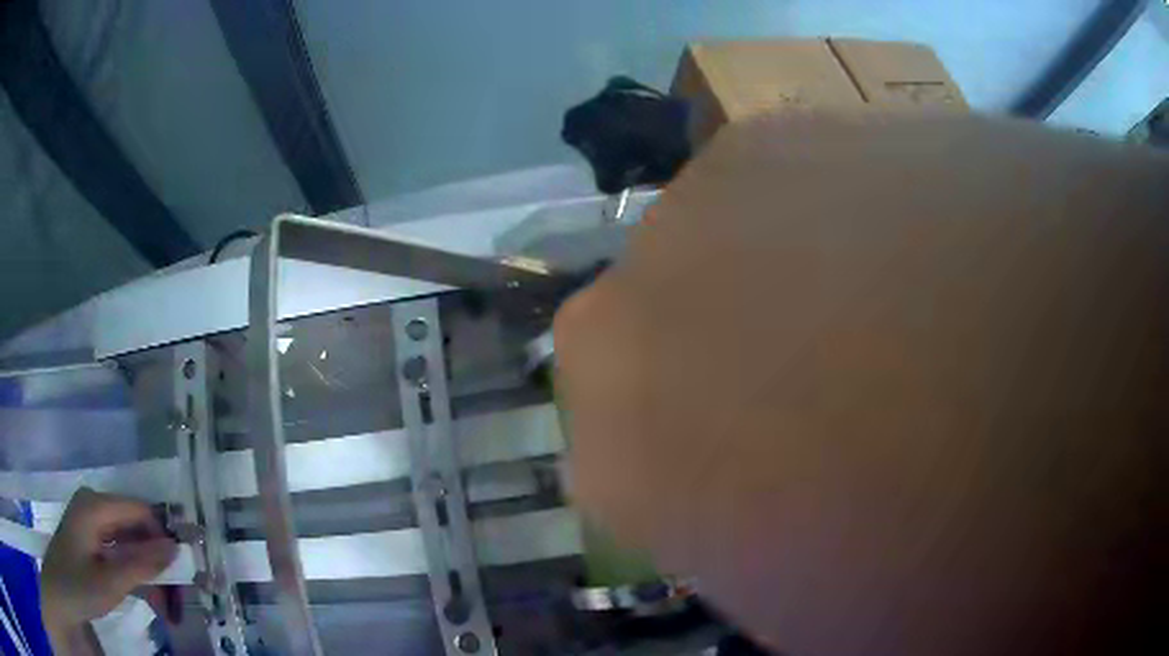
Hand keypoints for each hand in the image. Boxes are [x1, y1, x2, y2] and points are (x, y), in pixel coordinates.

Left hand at [42, 488, 176, 631]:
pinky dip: (135, 572)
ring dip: (148, 571)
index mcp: (95, 505)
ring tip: (166, 609)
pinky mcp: (89, 537)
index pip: (139, 510)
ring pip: (129, 540)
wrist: (60, 592)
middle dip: (158, 561)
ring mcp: (90, 520)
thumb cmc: (80, 586)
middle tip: (177, 600)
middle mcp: (93, 504)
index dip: (163, 538)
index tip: (183, 573)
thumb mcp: (111, 581)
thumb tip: (176, 548)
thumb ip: (142, 564)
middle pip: (135, 526)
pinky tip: (147, 596)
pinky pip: (119, 548)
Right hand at [555, 111, 1165, 654]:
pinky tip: (922, 266)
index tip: (763, 506)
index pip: (611, 465)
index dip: (692, 492)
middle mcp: (641, 304)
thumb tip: (763, 512)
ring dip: (774, 307)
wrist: (1104, 363)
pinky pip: (780, 196)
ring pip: (707, 263)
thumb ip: (761, 559)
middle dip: (711, 396)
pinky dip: (830, 236)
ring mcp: (717, 193)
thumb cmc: (965, 557)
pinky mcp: (802, 125)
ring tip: (896, 340)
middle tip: (828, 425)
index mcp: (626, 449)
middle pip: (637, 350)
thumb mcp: (836, 625)